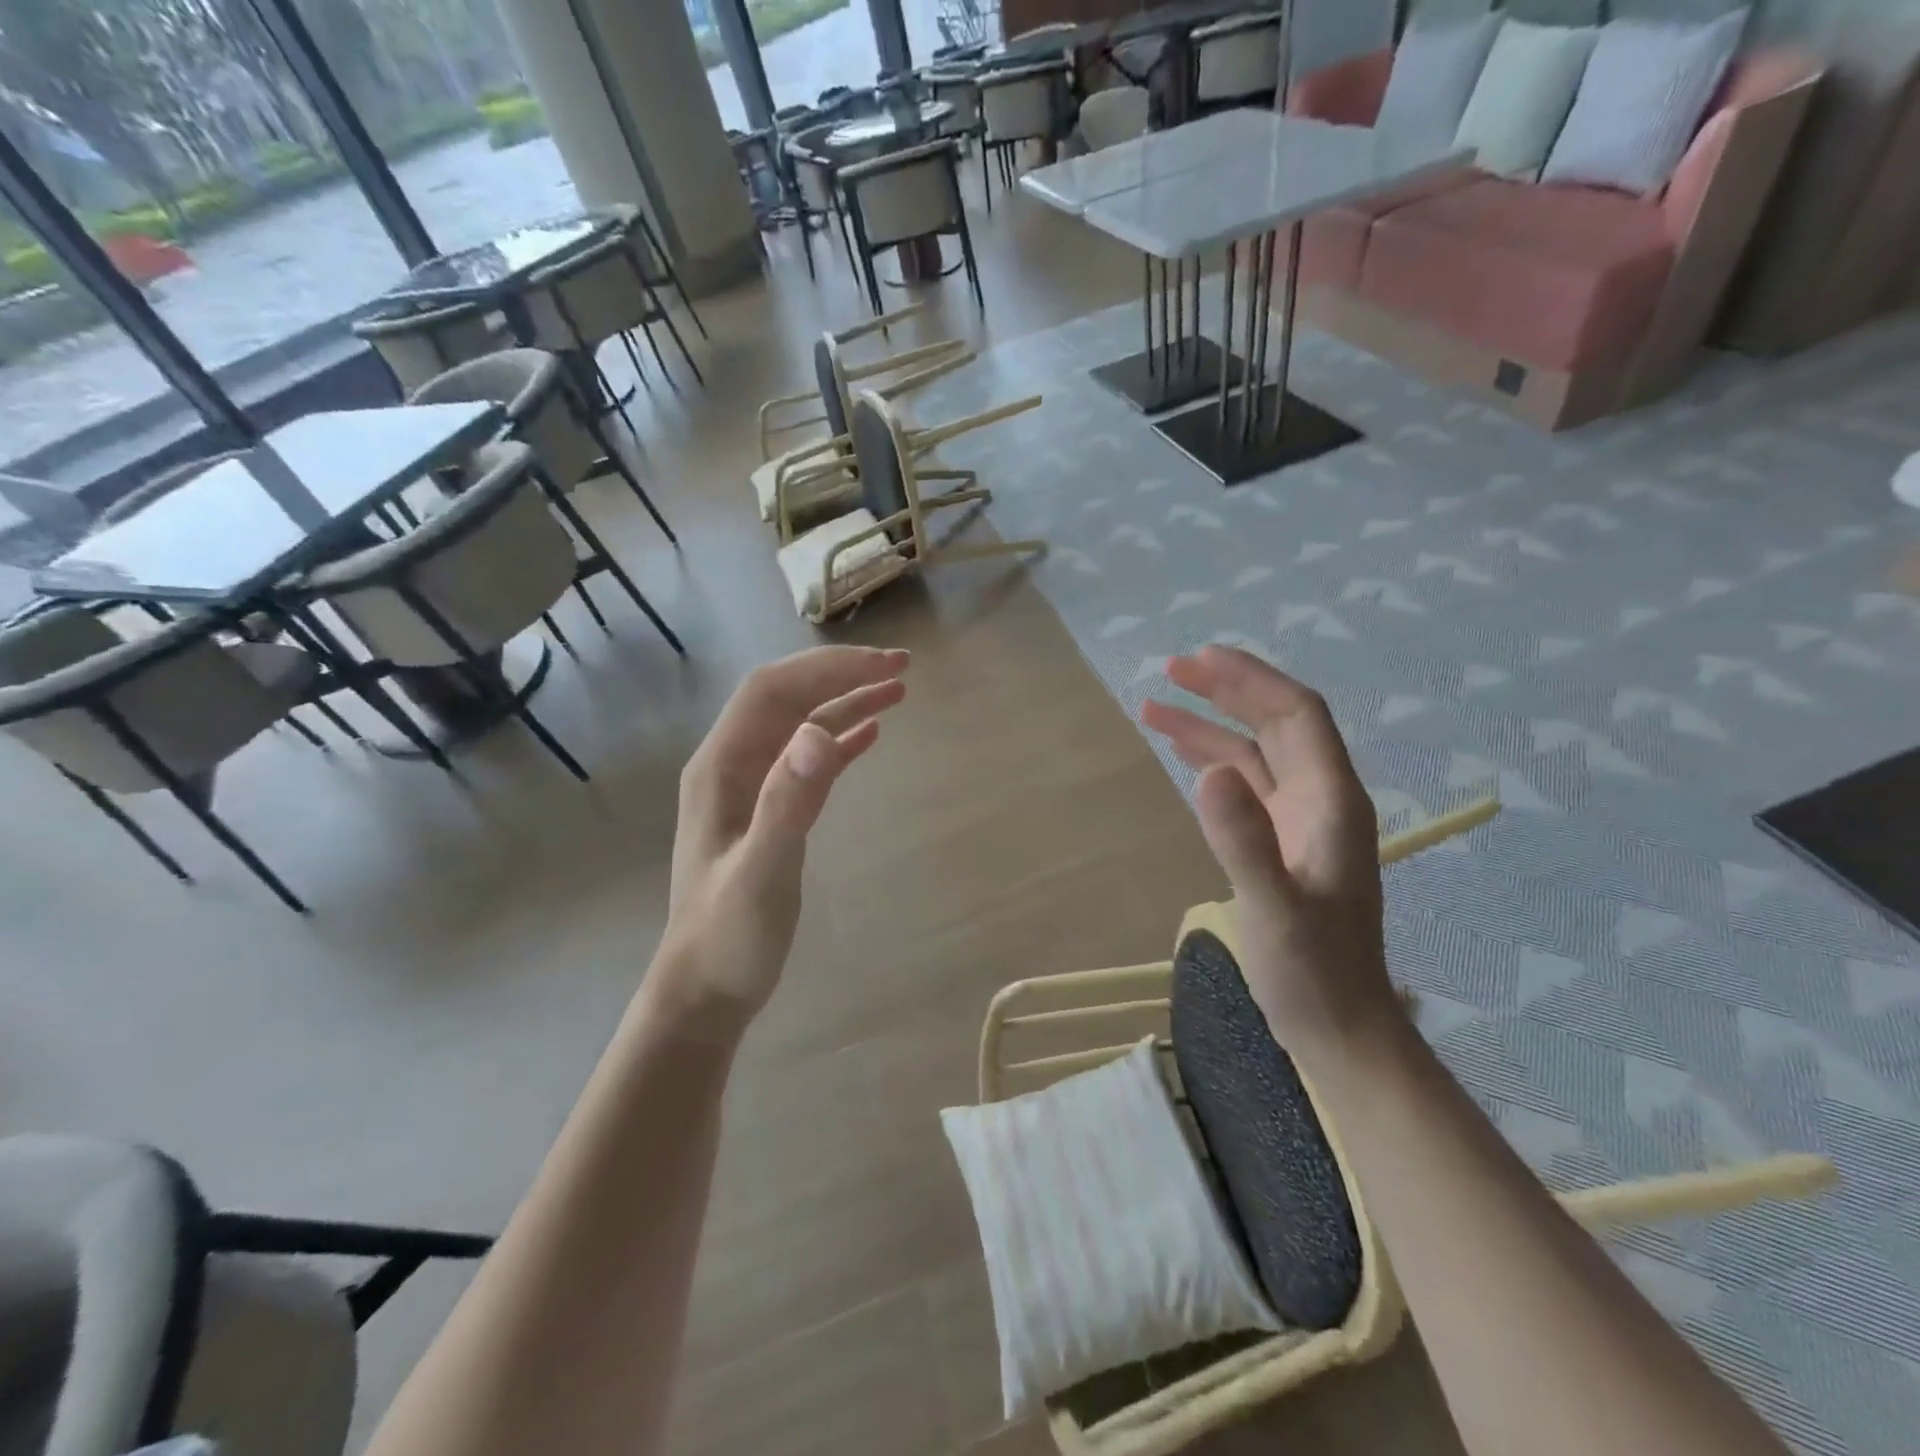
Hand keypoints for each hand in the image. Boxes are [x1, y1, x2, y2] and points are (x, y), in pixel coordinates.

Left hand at [657, 646, 908, 1038]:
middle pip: (789, 698)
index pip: (773, 690)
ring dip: (845, 702)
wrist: (705, 991)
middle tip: (902, 667)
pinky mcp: (769, 811)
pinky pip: (808, 760)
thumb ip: (788, 803)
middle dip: (841, 675)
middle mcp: (732, 765)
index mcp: (721, 766)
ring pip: (801, 726)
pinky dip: (840, 739)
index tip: (883, 664)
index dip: (827, 668)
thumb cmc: (728, 937)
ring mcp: (750, 788)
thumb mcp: (761, 873)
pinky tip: (870, 735)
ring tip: (897, 691)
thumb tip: (821, 733)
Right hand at [1141, 647, 1398, 1063]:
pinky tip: (1182, 755)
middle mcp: (1319, 799)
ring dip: (1209, 725)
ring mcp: (1298, 821)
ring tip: (1155, 705)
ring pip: (1253, 753)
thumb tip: (1207, 771)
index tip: (1201, 659)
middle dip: (1226, 690)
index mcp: (1331, 802)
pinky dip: (1211, 761)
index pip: (1296, 716)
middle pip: (1275, 724)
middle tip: (1171, 669)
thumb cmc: (1312, 973)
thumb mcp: (1274, 910)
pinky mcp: (1278, 843)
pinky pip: (1244, 785)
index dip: (1251, 681)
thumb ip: (1244, 841)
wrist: (1337, 1027)